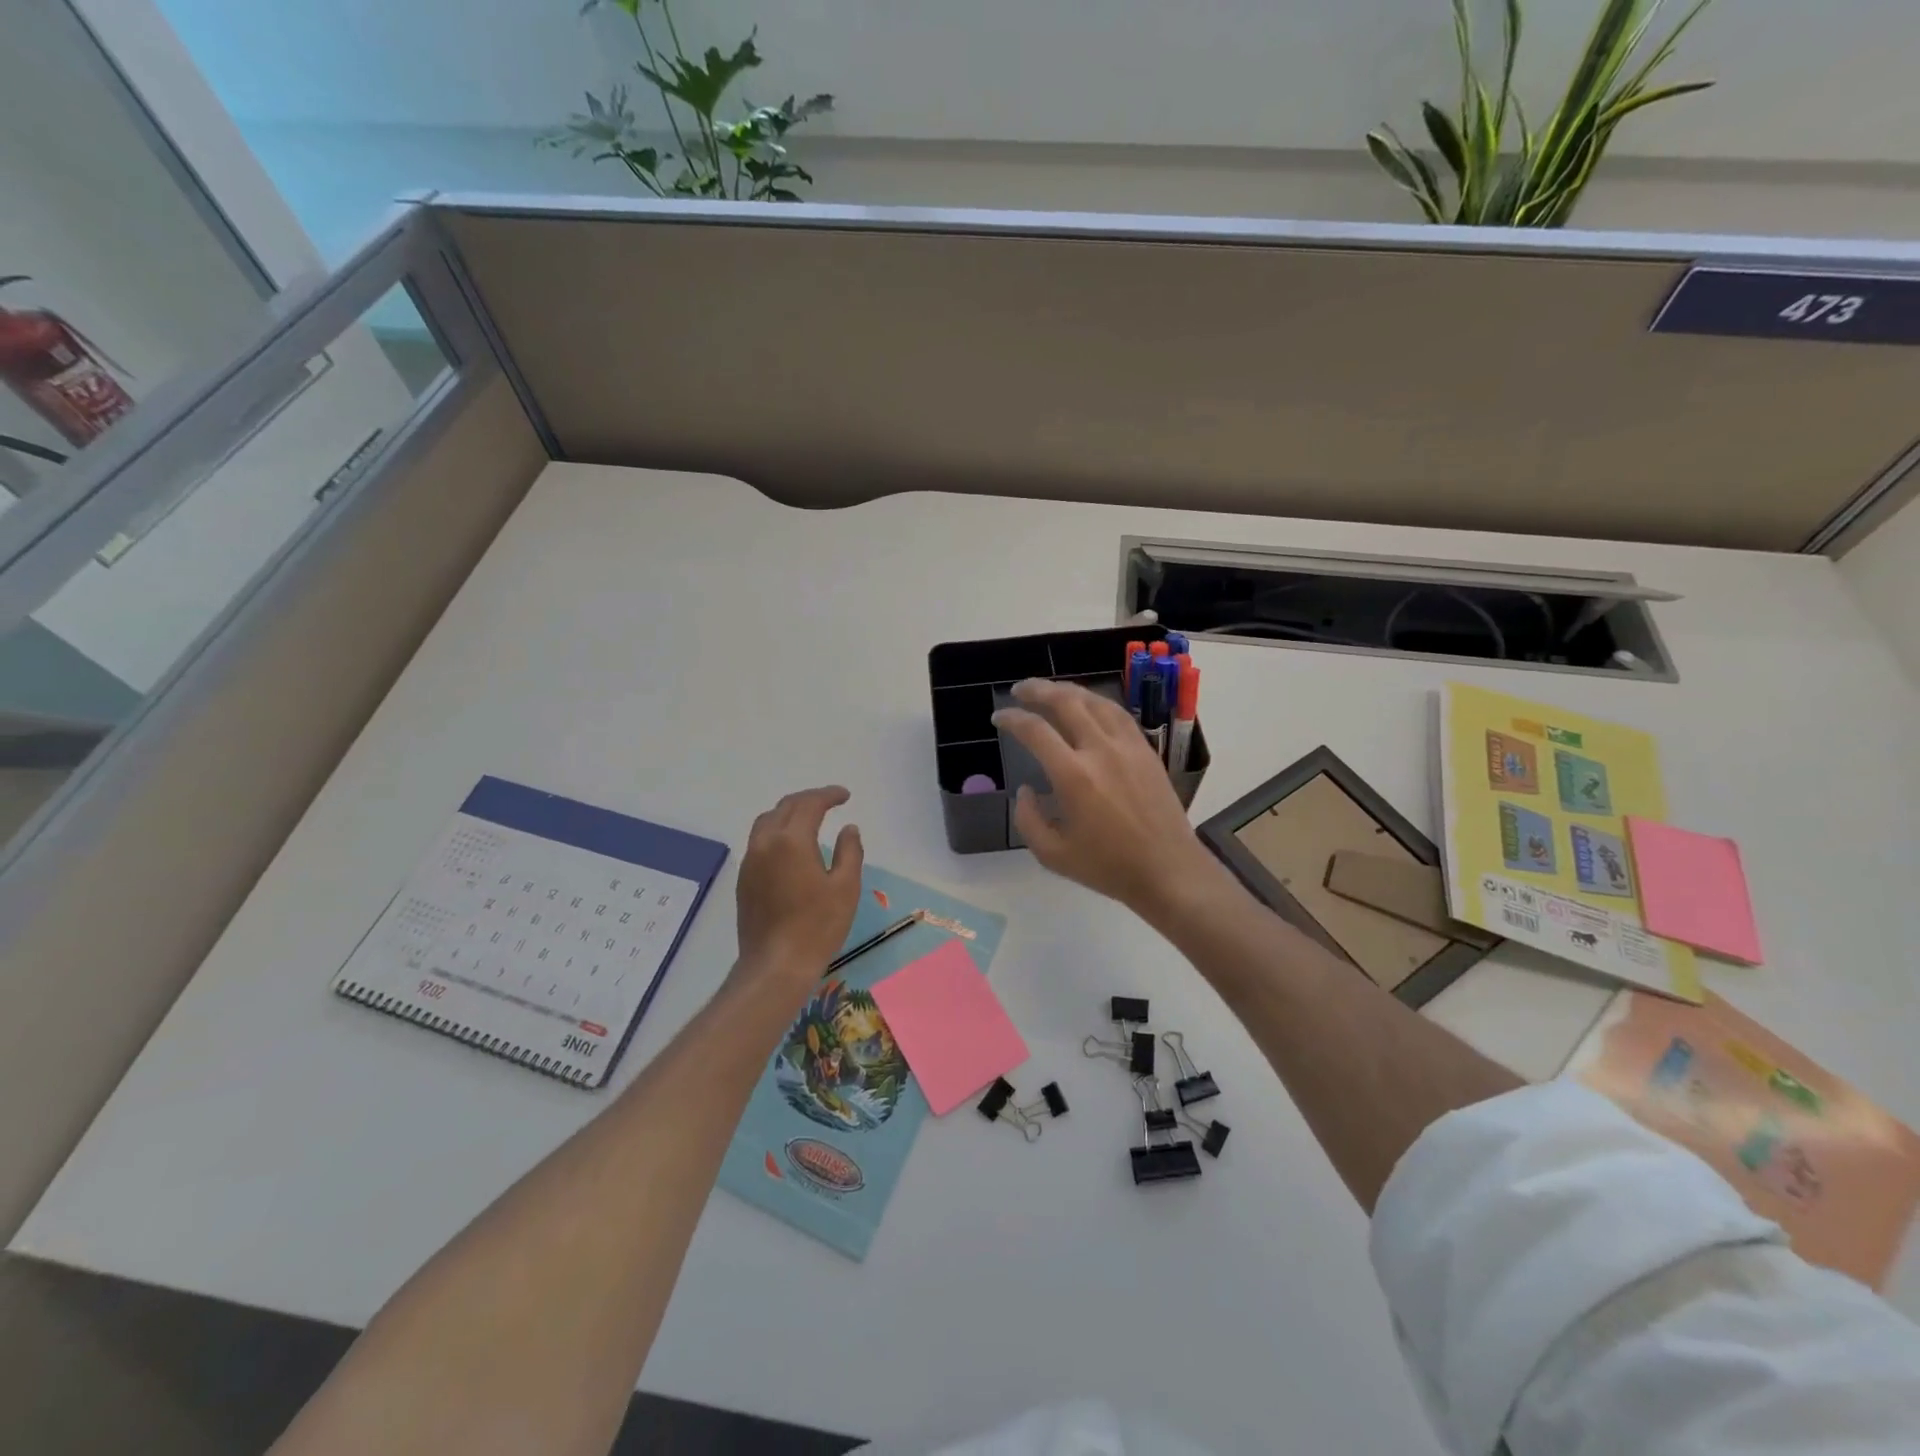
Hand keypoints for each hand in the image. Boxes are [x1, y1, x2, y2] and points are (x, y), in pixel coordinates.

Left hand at [732, 786, 864, 996]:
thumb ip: (849, 851)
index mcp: (791, 841)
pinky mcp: (744, 880)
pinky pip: (759, 841)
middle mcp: (765, 843)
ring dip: (789, 813)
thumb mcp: (845, 887)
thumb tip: (848, 828)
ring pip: (767, 822)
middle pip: (785, 808)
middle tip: (830, 802)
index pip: (809, 804)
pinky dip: (777, 831)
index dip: (828, 795)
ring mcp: (750, 862)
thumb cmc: (817, 926)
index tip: (845, 796)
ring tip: (810, 818)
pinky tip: (792, 846)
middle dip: (809, 800)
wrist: (775, 965)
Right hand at [992, 678, 1222, 917]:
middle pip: (1066, 701)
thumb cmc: (1108, 867)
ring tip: (1050, 691)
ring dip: (1068, 690)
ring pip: (1095, 700)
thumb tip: (1025, 790)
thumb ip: (1028, 820)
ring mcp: (1128, 746)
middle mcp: (1100, 750)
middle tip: (1019, 690)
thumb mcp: (1052, 855)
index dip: (1012, 718)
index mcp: (1073, 776)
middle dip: (1037, 689)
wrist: (1168, 869)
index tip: (999, 717)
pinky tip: (1088, 706)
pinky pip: (1118, 713)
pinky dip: (1096, 702)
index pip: (1035, 731)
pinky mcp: (1146, 750)